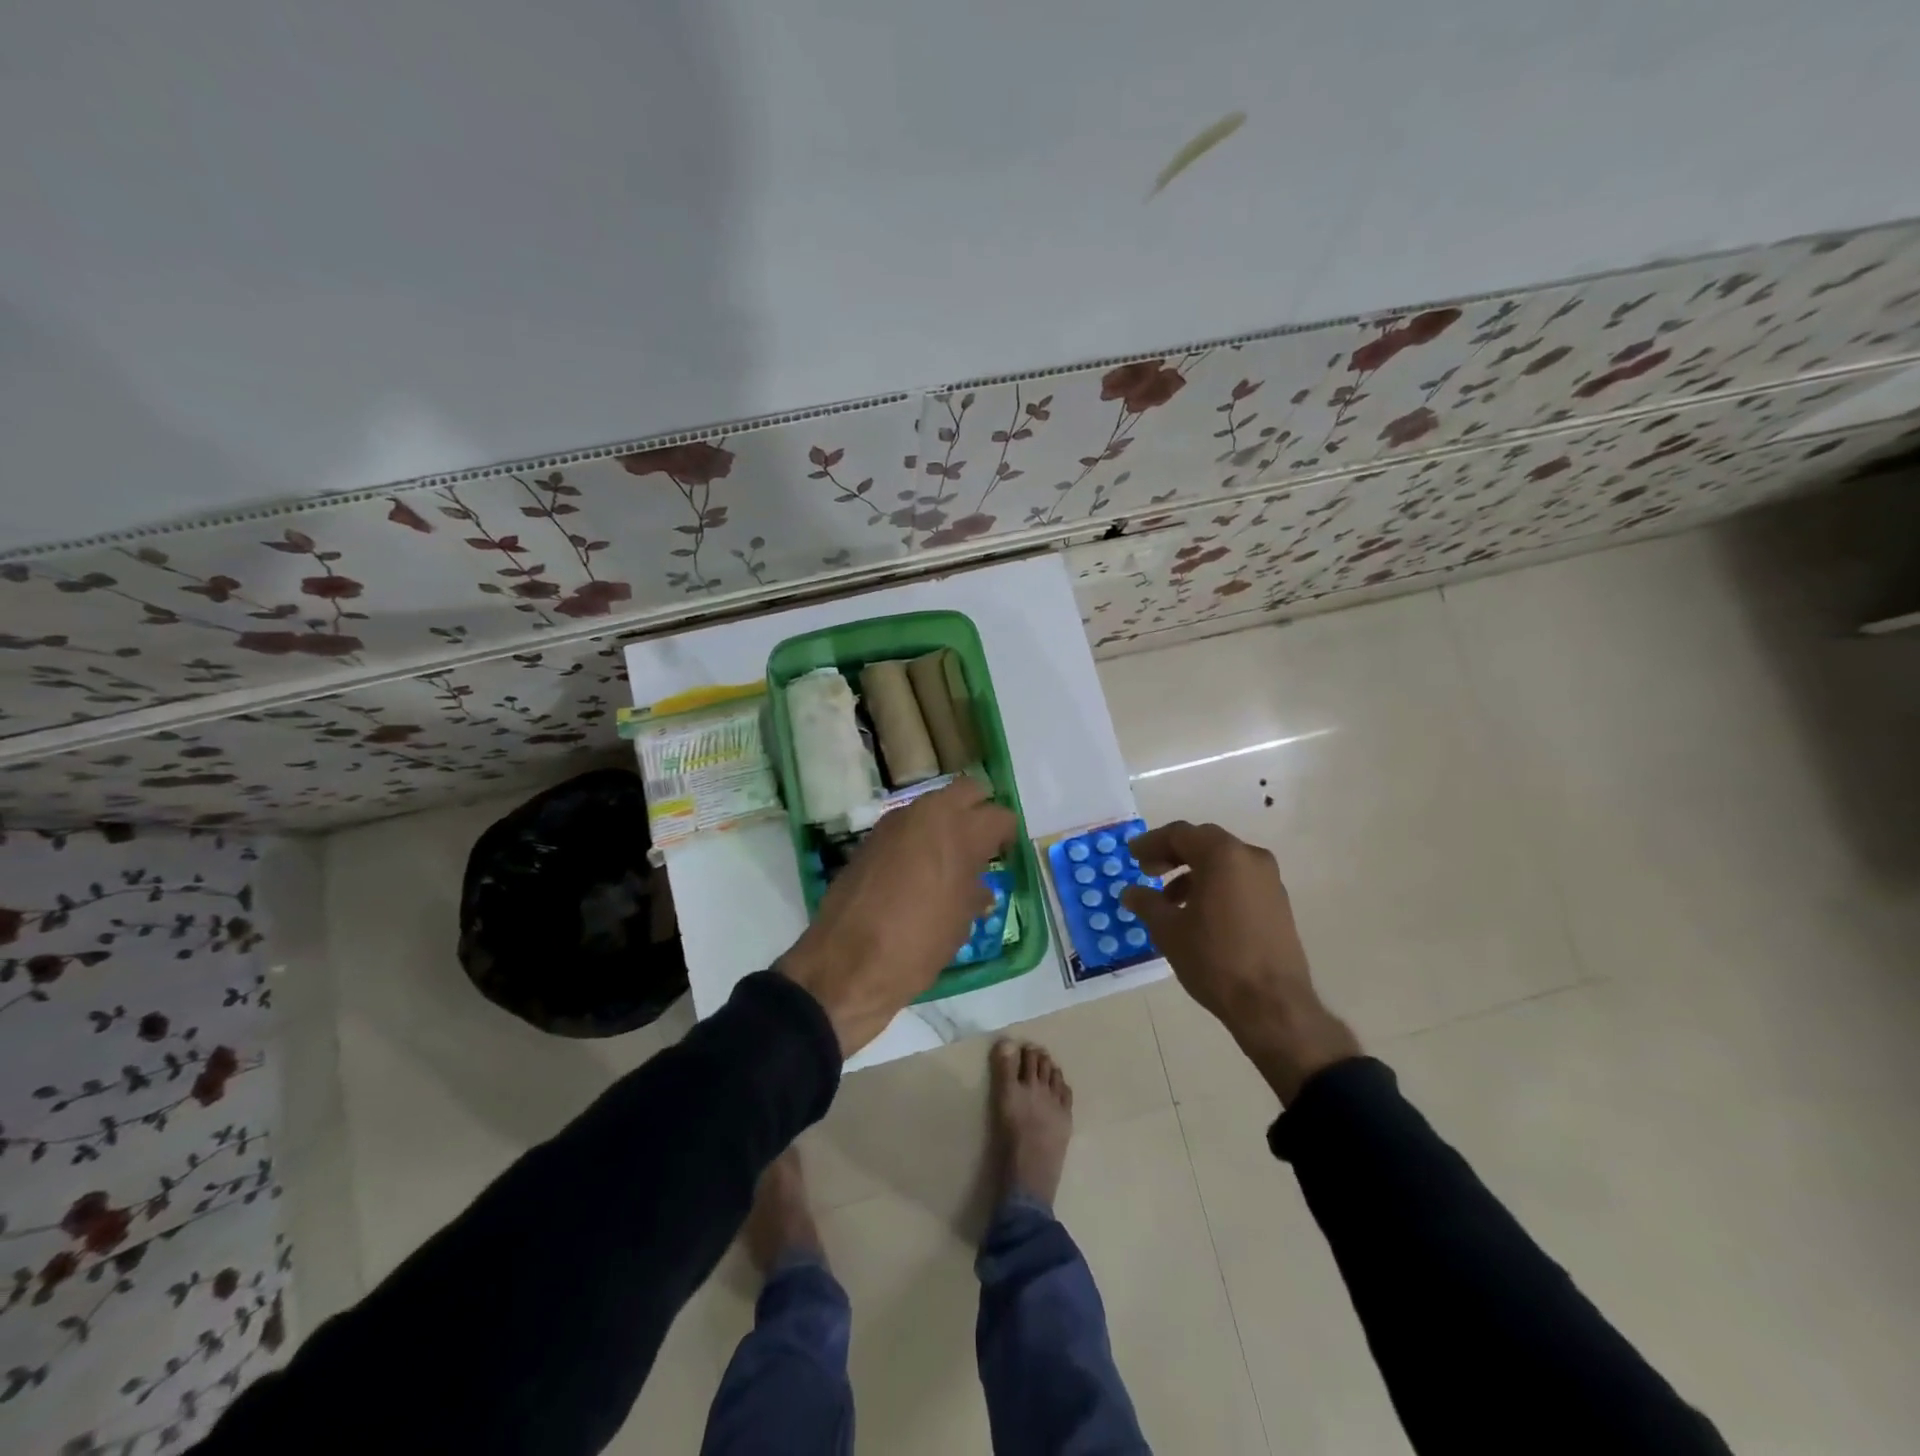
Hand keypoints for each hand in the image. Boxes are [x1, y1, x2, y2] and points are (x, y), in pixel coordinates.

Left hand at [779, 777, 1015, 1056]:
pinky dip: (919, 838)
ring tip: (950, 861)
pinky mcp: (870, 839)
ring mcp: (894, 823)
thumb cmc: (917, 944)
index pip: (1000, 816)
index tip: (1007, 855)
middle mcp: (927, 814)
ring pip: (933, 806)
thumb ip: (974, 893)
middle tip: (983, 845)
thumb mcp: (959, 923)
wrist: (846, 964)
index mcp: (959, 831)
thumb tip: (978, 887)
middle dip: (979, 811)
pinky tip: (919, 872)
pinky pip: (906, 826)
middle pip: (967, 791)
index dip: (1007, 836)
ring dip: (946, 823)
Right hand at [1120, 821, 1358, 1103]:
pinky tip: (1199, 914)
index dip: (1151, 843)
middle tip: (1148, 871)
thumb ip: (1146, 903)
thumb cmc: (1214, 959)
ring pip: (1224, 862)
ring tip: (1170, 901)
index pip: (1180, 834)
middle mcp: (1250, 858)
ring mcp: (1269, 880)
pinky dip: (1215, 885)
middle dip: (1173, 854)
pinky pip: (1239, 880)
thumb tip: (1130, 893)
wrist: (1272, 1005)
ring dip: (1193, 872)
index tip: (1132, 856)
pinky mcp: (1278, 903)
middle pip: (1204, 842)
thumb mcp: (1168, 930)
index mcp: (1222, 855)